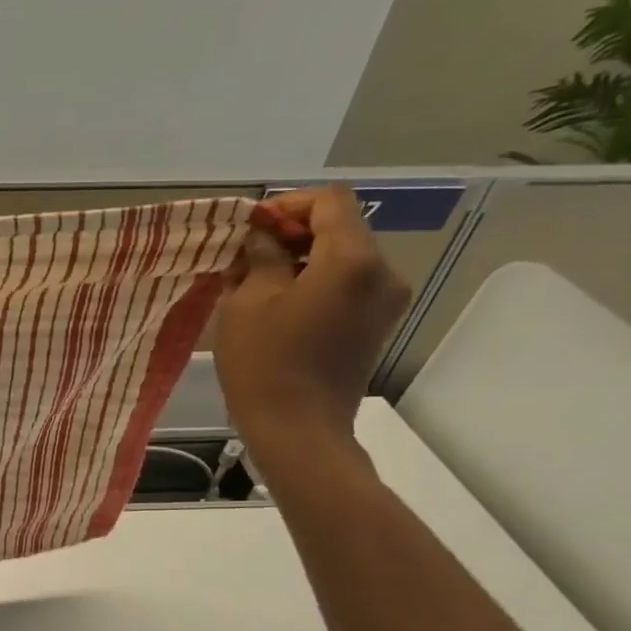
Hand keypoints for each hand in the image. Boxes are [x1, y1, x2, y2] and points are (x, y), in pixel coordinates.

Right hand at [213, 184, 409, 469]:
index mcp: (353, 259)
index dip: (288, 205)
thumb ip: (261, 255)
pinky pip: (347, 286)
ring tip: (256, 284)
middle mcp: (383, 272)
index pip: (329, 201)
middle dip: (292, 234)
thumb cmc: (265, 362)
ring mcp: (385, 301)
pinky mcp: (377, 325)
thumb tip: (263, 234)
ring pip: (343, 258)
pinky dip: (315, 283)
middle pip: (341, 228)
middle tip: (246, 257)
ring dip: (300, 260)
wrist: (298, 429)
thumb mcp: (248, 301)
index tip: (251, 228)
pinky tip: (279, 306)